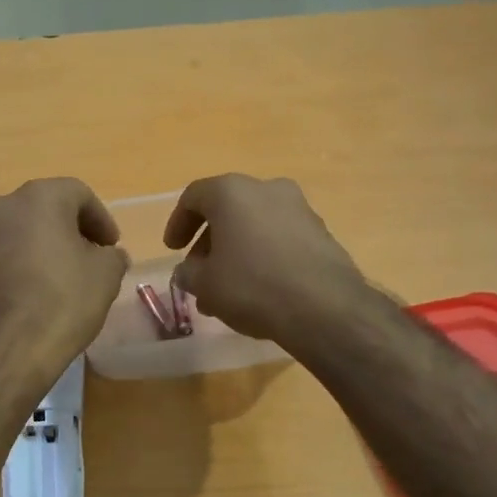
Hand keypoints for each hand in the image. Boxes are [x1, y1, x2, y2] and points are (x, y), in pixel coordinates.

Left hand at [0, 179, 129, 378]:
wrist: (3, 352)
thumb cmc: (61, 302)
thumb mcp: (106, 277)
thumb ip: (112, 257)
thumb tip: (108, 256)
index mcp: (37, 198)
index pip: (78, 194)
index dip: (101, 219)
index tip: (111, 247)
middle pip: (42, 210)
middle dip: (67, 232)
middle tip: (87, 259)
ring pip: (15, 235)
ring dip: (38, 250)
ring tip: (57, 281)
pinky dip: (15, 271)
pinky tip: (28, 300)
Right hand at [165, 175, 377, 350]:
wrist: (324, 307)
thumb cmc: (252, 286)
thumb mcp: (205, 284)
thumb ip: (188, 273)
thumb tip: (188, 271)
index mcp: (232, 192)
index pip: (193, 196)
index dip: (177, 223)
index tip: (173, 250)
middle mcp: (267, 189)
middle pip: (227, 209)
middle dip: (209, 242)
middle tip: (199, 272)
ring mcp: (299, 209)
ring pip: (255, 225)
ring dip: (236, 251)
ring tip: (226, 289)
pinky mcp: (321, 233)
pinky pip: (280, 238)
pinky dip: (263, 256)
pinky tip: (258, 289)